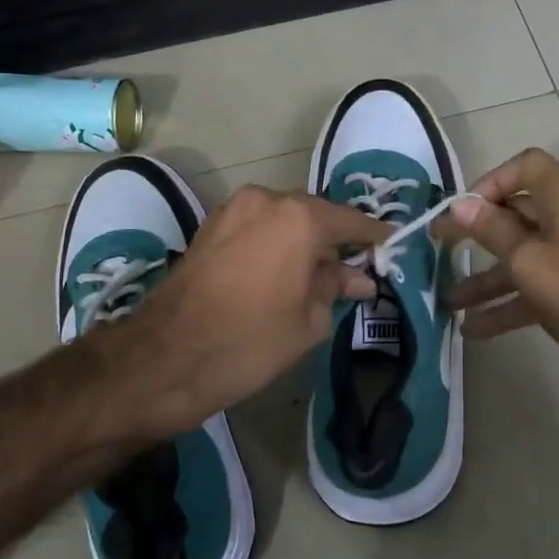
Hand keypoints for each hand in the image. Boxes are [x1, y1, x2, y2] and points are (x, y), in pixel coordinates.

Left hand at [95, 185, 384, 441]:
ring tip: (317, 281)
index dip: (375, 238)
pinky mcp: (210, 228)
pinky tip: (282, 276)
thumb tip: (358, 278)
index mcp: (300, 218)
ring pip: (284, 221)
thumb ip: (336, 288)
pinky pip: (257, 229)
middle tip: (354, 274)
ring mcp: (233, 210)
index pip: (351, 221)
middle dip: (335, 243)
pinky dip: (275, 245)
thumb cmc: (249, 341)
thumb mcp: (308, 321)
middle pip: (316, 216)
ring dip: (303, 244)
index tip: (393, 249)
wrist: (165, 358)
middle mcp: (267, 200)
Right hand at [439, 149, 558, 396]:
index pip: (527, 167)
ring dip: (490, 278)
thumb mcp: (529, 262)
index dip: (490, 183)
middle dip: (479, 237)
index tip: (463, 212)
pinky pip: (544, 283)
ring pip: (529, 256)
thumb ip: (492, 231)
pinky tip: (476, 329)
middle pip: (521, 214)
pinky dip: (514, 301)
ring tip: (451, 302)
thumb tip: (461, 205)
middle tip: (442, 251)